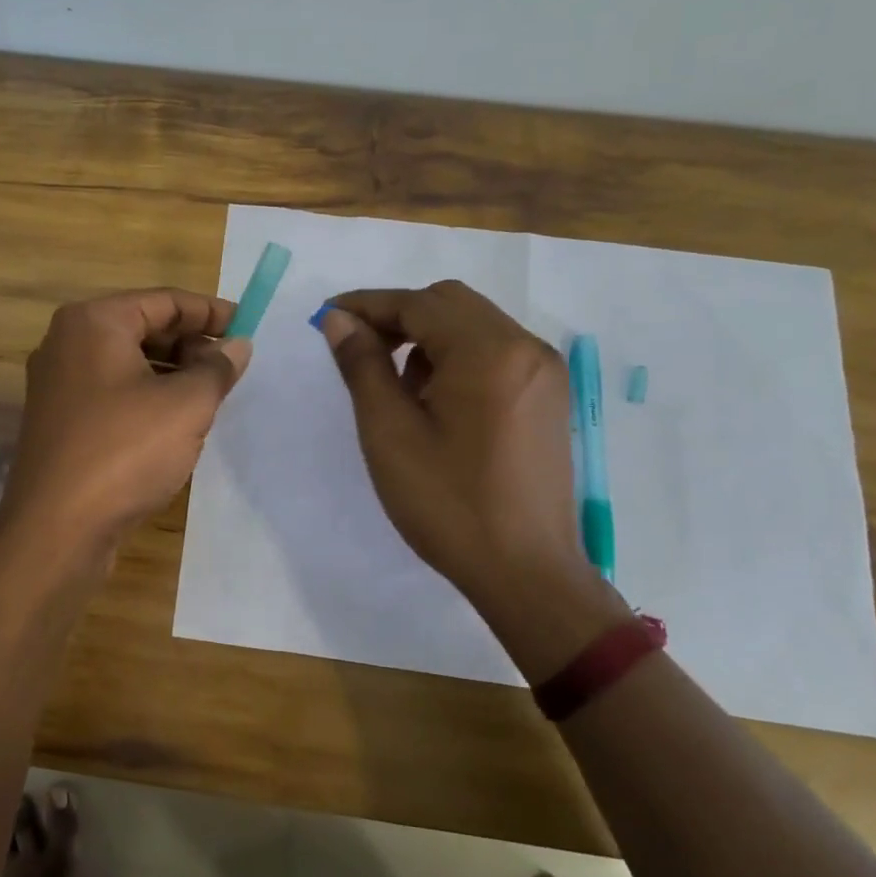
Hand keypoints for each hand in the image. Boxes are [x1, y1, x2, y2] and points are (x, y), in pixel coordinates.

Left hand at [0, 288, 251, 552]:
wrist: (56, 529)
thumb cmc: (125, 451)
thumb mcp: (186, 405)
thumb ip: (217, 368)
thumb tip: (237, 345)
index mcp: (93, 322)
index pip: (163, 300)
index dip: (210, 311)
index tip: (247, 326)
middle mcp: (67, 342)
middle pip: (142, 327)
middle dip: (190, 343)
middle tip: (231, 366)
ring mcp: (58, 383)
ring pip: (128, 362)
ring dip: (171, 372)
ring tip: (210, 395)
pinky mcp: (59, 420)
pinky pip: (112, 392)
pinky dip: (147, 396)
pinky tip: (174, 423)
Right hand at [316, 281, 596, 613]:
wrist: (526, 573)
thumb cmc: (448, 504)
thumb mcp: (390, 432)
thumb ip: (363, 365)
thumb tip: (339, 320)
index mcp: (488, 352)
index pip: (418, 304)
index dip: (367, 305)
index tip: (326, 317)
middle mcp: (525, 347)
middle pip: (449, 303)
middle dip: (398, 317)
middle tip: (358, 349)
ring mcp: (544, 371)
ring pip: (474, 325)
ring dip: (428, 337)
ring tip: (397, 387)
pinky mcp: (549, 396)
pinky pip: (495, 352)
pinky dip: (457, 357)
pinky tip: (436, 400)